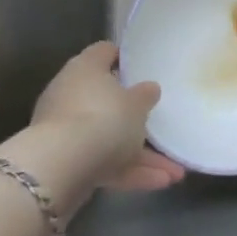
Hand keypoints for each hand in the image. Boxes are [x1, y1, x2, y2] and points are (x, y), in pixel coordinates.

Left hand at [0, 42, 183, 203]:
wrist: (61, 168)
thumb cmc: (105, 118)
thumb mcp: (138, 104)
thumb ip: (145, 96)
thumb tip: (148, 88)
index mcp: (85, 69)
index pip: (105, 53)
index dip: (124, 58)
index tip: (144, 68)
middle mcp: (70, 95)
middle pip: (106, 100)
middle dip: (135, 117)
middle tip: (160, 122)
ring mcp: (65, 131)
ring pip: (108, 138)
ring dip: (141, 155)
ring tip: (174, 172)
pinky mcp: (64, 163)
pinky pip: (103, 163)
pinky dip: (128, 172)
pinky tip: (159, 182)